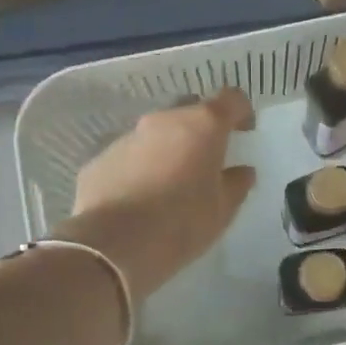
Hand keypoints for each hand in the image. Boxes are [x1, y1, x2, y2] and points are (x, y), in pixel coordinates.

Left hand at [59, 89, 256, 298]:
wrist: (113, 245)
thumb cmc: (181, 223)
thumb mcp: (223, 210)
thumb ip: (236, 184)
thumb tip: (242, 171)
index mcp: (202, 126)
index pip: (230, 99)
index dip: (241, 112)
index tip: (244, 133)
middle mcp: (163, 120)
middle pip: (190, 113)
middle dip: (202, 132)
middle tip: (207, 163)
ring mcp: (128, 137)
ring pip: (157, 135)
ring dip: (169, 150)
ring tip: (171, 185)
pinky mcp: (101, 159)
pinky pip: (131, 156)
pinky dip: (141, 168)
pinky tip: (141, 199)